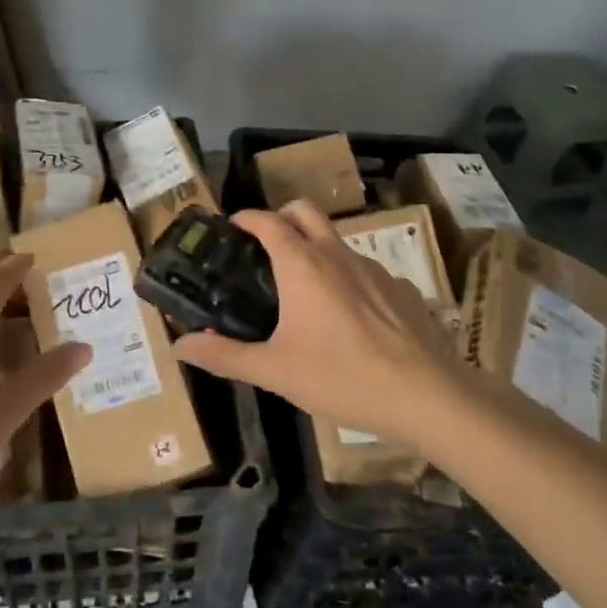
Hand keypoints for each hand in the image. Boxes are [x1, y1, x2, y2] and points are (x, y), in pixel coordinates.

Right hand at [173, 202, 460, 450]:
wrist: (427, 396)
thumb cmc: (341, 377)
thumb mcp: (274, 371)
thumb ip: (225, 355)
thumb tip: (179, 344)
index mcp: (302, 265)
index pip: (268, 221)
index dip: (247, 218)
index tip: (232, 225)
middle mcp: (337, 255)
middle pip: (306, 212)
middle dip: (282, 216)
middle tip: (266, 245)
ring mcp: (375, 269)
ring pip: (338, 241)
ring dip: (316, 249)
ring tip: (305, 288)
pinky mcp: (402, 289)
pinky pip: (366, 272)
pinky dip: (349, 279)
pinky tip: (351, 318)